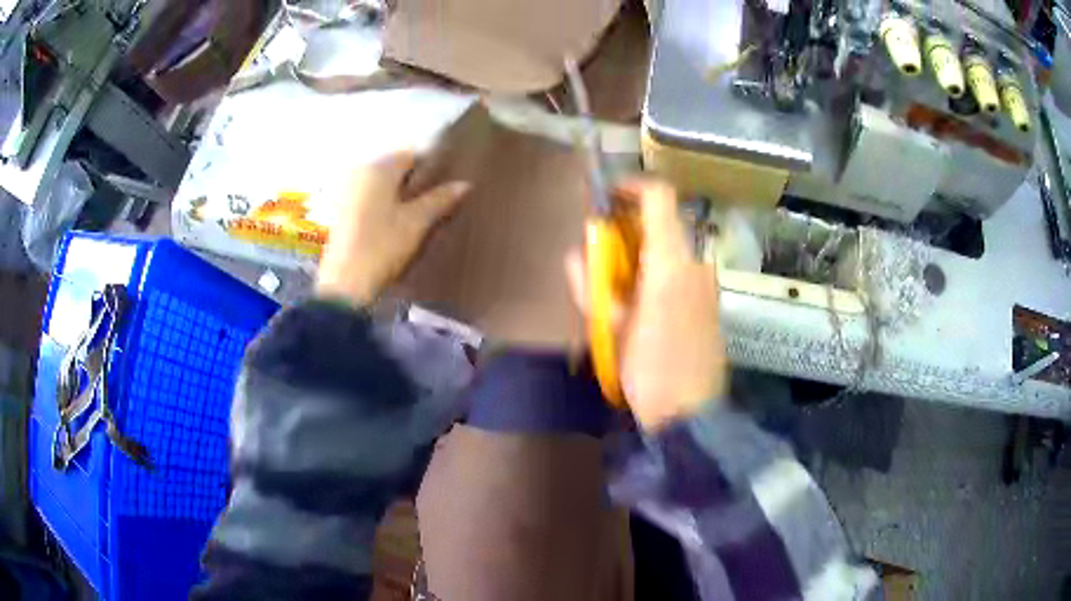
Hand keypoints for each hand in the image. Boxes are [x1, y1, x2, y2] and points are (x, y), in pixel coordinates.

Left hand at [316, 151, 470, 306]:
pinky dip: (382, 208)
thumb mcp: (417, 222)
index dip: (431, 168)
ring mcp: (346, 193)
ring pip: (381, 186)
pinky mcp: (340, 213)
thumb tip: (464, 184)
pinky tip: (393, 228)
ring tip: (416, 218)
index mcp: (378, 168)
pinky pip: (368, 200)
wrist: (345, 285)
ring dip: (398, 197)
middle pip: (394, 170)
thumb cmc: (381, 247)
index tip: (445, 187)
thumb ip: (441, 199)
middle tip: (435, 204)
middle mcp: (359, 173)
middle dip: (414, 184)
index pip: (411, 155)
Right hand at [566, 178, 726, 430]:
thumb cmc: (648, 371)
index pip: (660, 197)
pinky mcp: (712, 300)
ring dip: (644, 249)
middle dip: (631, 225)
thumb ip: (590, 283)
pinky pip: (683, 267)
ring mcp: (708, 281)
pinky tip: (643, 300)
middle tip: (603, 248)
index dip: (631, 187)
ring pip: (673, 246)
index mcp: (670, 264)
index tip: (606, 197)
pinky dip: (659, 268)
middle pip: (665, 220)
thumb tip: (578, 253)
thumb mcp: (610, 329)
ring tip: (619, 281)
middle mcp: (696, 262)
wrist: (691, 414)